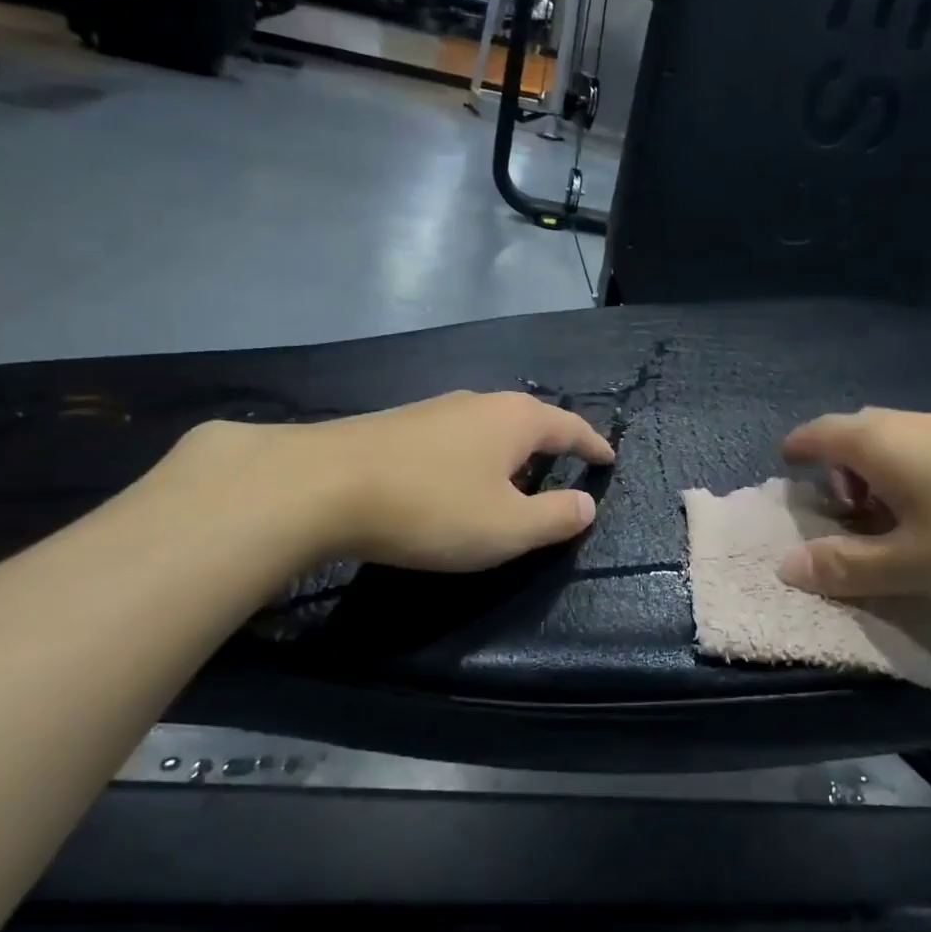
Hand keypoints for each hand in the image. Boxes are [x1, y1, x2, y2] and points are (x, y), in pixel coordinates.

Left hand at [153, 391, 614, 573]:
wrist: (322, 486)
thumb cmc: (432, 508)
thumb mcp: (507, 528)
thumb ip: (555, 517)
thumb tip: (587, 504)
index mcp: (516, 420)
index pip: (570, 426)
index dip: (593, 444)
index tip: (608, 458)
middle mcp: (480, 403)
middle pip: (529, 420)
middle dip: (549, 445)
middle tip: (563, 470)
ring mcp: (436, 409)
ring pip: (489, 427)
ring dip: (507, 452)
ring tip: (510, 480)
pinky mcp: (399, 423)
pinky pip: (455, 437)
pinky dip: (472, 457)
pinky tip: (456, 479)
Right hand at [777, 409, 930, 605]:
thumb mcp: (912, 563)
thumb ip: (846, 567)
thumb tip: (784, 567)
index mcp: (875, 443)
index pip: (814, 435)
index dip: (795, 455)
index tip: (787, 482)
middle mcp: (906, 424)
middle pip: (852, 441)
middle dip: (837, 480)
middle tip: (841, 524)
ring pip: (893, 450)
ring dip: (878, 487)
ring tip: (891, 536)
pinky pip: (927, 458)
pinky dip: (913, 487)